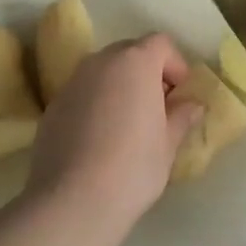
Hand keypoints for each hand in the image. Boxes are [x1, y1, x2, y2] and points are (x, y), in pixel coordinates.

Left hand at [24, 33, 202, 245]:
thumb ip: (181, 117)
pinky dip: (96, 103)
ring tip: (128, 124)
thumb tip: (192, 105)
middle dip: (147, 72)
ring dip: (120, 86)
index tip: (180, 95)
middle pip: (131, 52)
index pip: (161, 43)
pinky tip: (99, 139)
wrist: (70, 202)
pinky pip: (83, 92)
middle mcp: (101, 61)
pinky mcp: (53, 105)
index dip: (176, 65)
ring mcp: (73, 81)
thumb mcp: (168, 145)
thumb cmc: (132, 168)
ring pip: (104, 71)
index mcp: (135, 62)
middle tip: (157, 108)